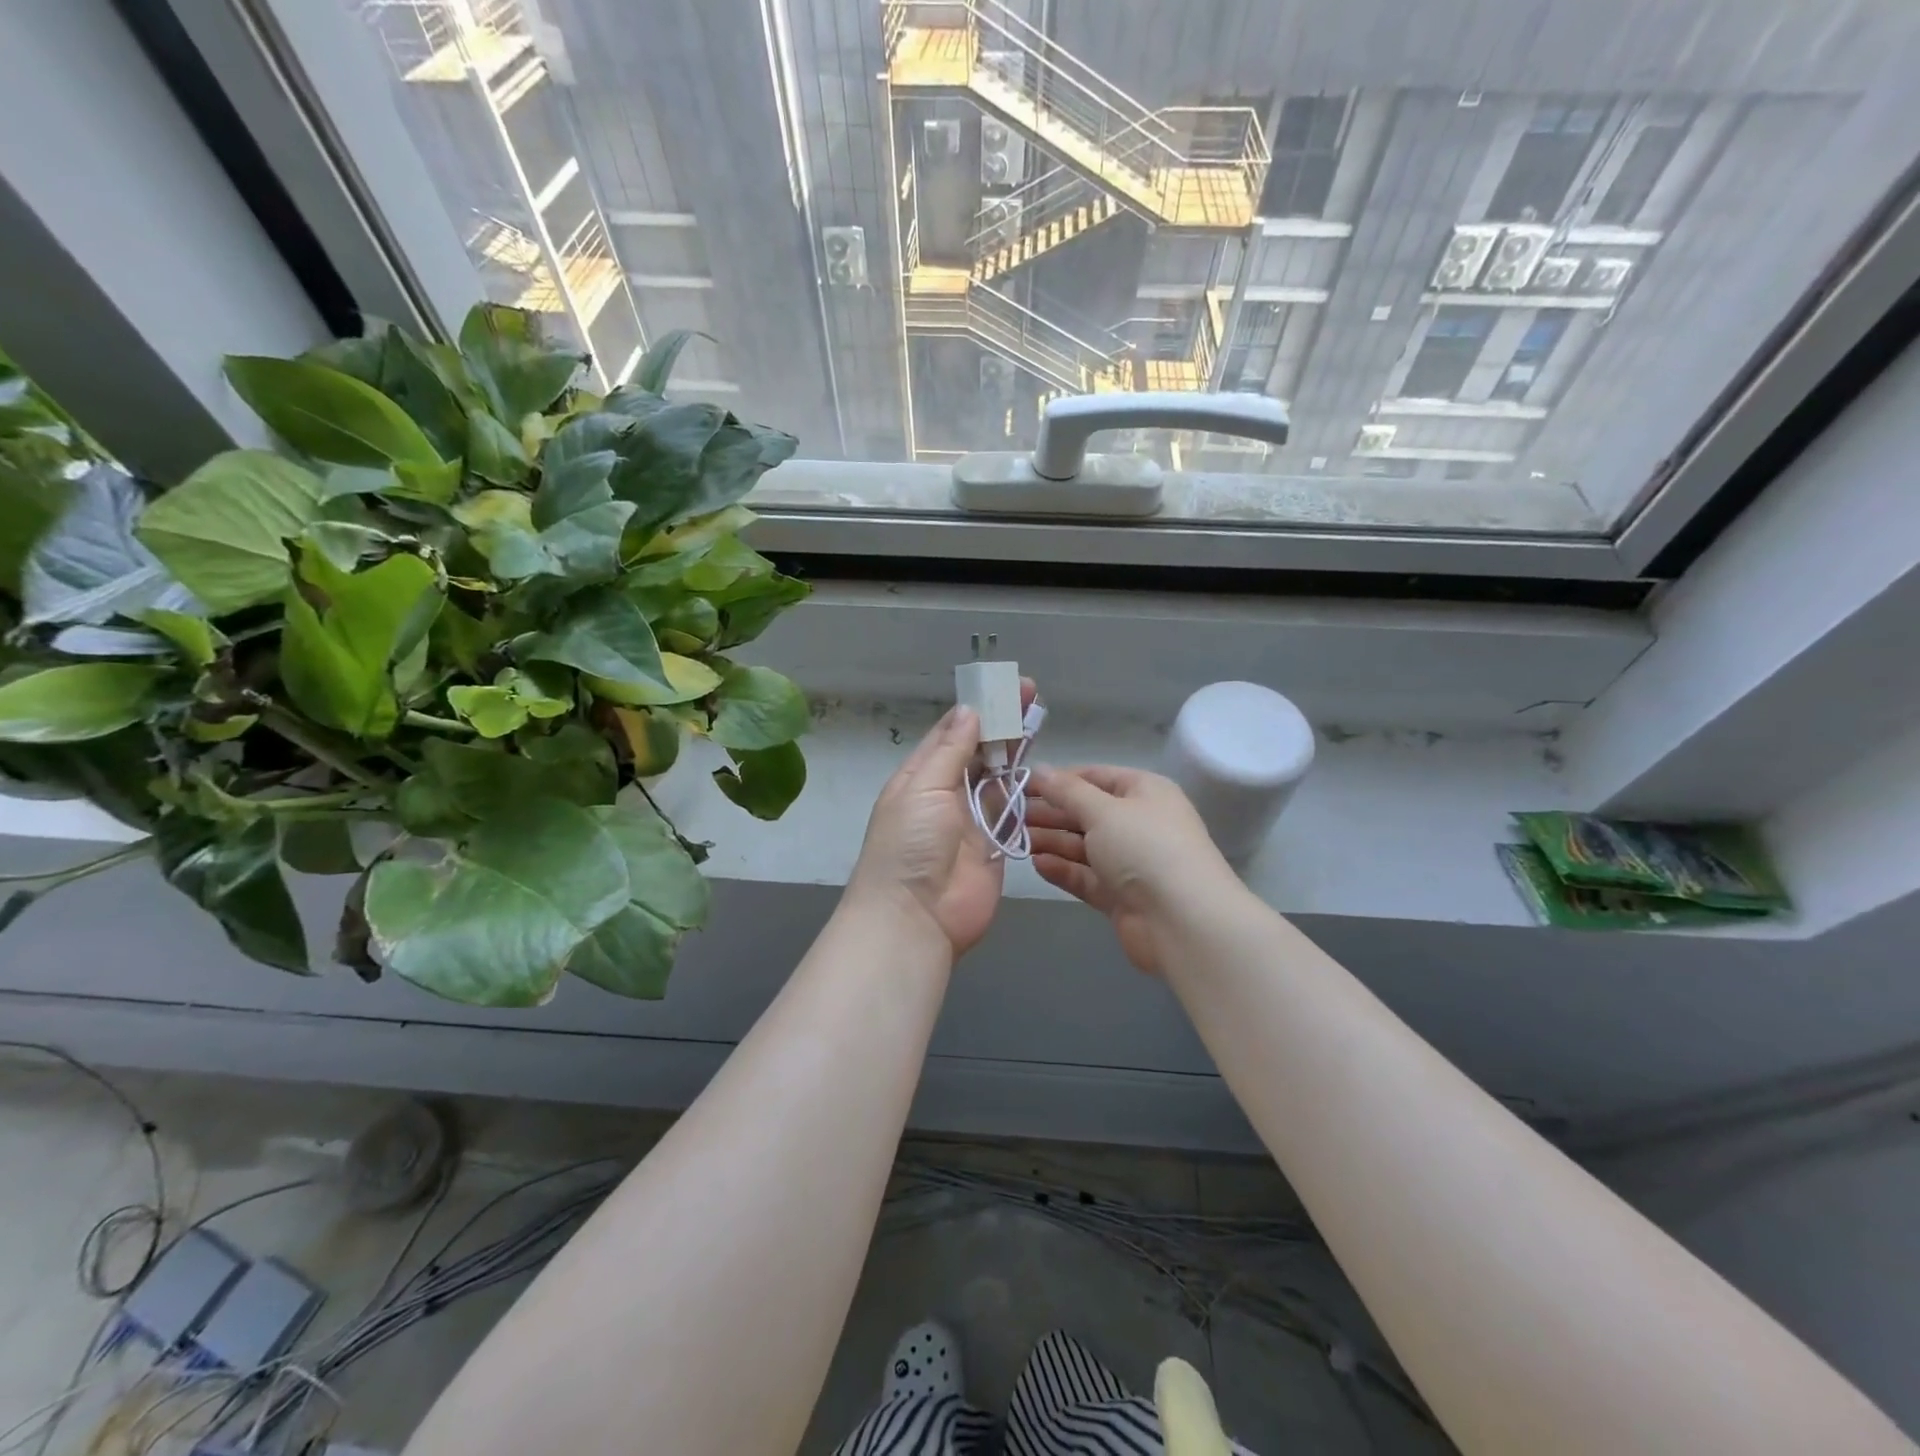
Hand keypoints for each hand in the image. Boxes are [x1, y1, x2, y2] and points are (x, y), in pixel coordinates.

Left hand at [846, 685, 1031, 956]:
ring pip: (998, 777)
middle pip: (977, 751)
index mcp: (920, 777)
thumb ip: (950, 751)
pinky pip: (1012, 810)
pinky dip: (1025, 789)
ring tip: (1039, 719)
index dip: (977, 709)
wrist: (915, 918)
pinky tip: (1042, 765)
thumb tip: (968, 711)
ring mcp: (972, 820)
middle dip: (1001, 724)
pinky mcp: (995, 844)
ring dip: (1016, 750)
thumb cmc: (909, 846)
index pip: (950, 733)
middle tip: (1029, 694)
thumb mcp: (922, 789)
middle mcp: (946, 793)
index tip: (1003, 687)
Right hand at [1028, 765, 1236, 974]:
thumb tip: (1038, 769)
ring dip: (1051, 840)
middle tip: (1008, 814)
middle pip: (1087, 812)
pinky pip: (1086, 876)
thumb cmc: (1145, 849)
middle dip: (1050, 812)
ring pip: (1083, 846)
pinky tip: (1036, 864)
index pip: (1095, 777)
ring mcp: (1130, 862)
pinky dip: (1062, 870)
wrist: (1183, 922)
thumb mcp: (1103, 810)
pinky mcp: (1121, 896)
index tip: (1021, 784)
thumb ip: (1066, 791)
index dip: (1059, 779)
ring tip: (1014, 838)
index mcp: (1144, 792)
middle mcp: (1139, 823)